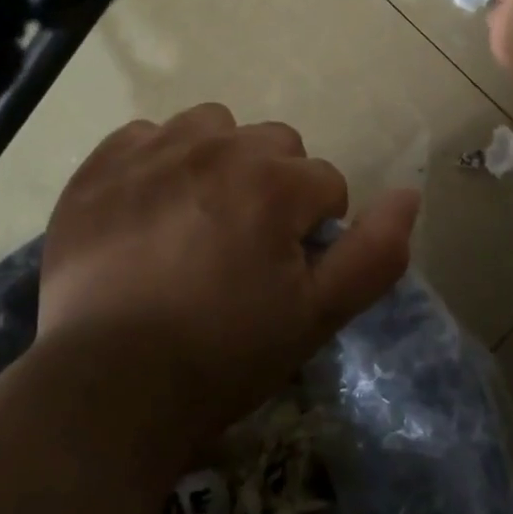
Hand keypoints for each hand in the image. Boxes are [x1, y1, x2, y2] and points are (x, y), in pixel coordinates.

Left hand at [35, 103, 420, 449]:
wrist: (106, 386)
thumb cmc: (222, 354)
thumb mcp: (318, 316)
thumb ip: (375, 252)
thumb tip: (409, 194)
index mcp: (276, 182)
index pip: (325, 183)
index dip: (315, 231)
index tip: (285, 275)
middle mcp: (217, 147)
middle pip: (274, 145)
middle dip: (275, 188)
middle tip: (243, 248)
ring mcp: (153, 150)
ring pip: (213, 127)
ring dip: (220, 161)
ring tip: (198, 219)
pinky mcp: (102, 166)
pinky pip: (149, 136)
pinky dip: (160, 162)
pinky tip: (148, 210)